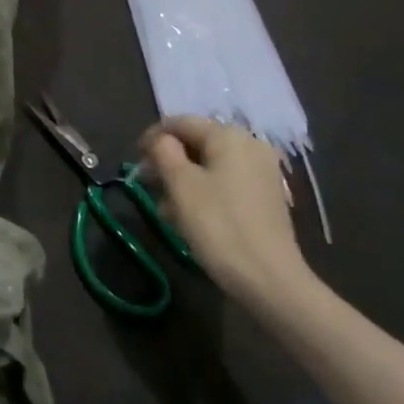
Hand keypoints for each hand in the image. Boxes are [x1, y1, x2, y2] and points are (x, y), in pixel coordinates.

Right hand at [143, 117, 313, 314]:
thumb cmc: (219, 226)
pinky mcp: (266, 197)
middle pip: (197, 143)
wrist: (269, 280)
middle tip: (147, 184)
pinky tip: (190, 218)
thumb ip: (164, 152)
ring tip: (165, 208)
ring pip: (210, 166)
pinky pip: (226, 183)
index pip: (181, 123)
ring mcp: (262, 172)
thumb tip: (160, 140)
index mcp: (229, 136)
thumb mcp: (181, 185)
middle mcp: (250, 146)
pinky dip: (204, 192)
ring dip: (184, 180)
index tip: (135, 159)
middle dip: (169, 161)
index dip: (153, 136)